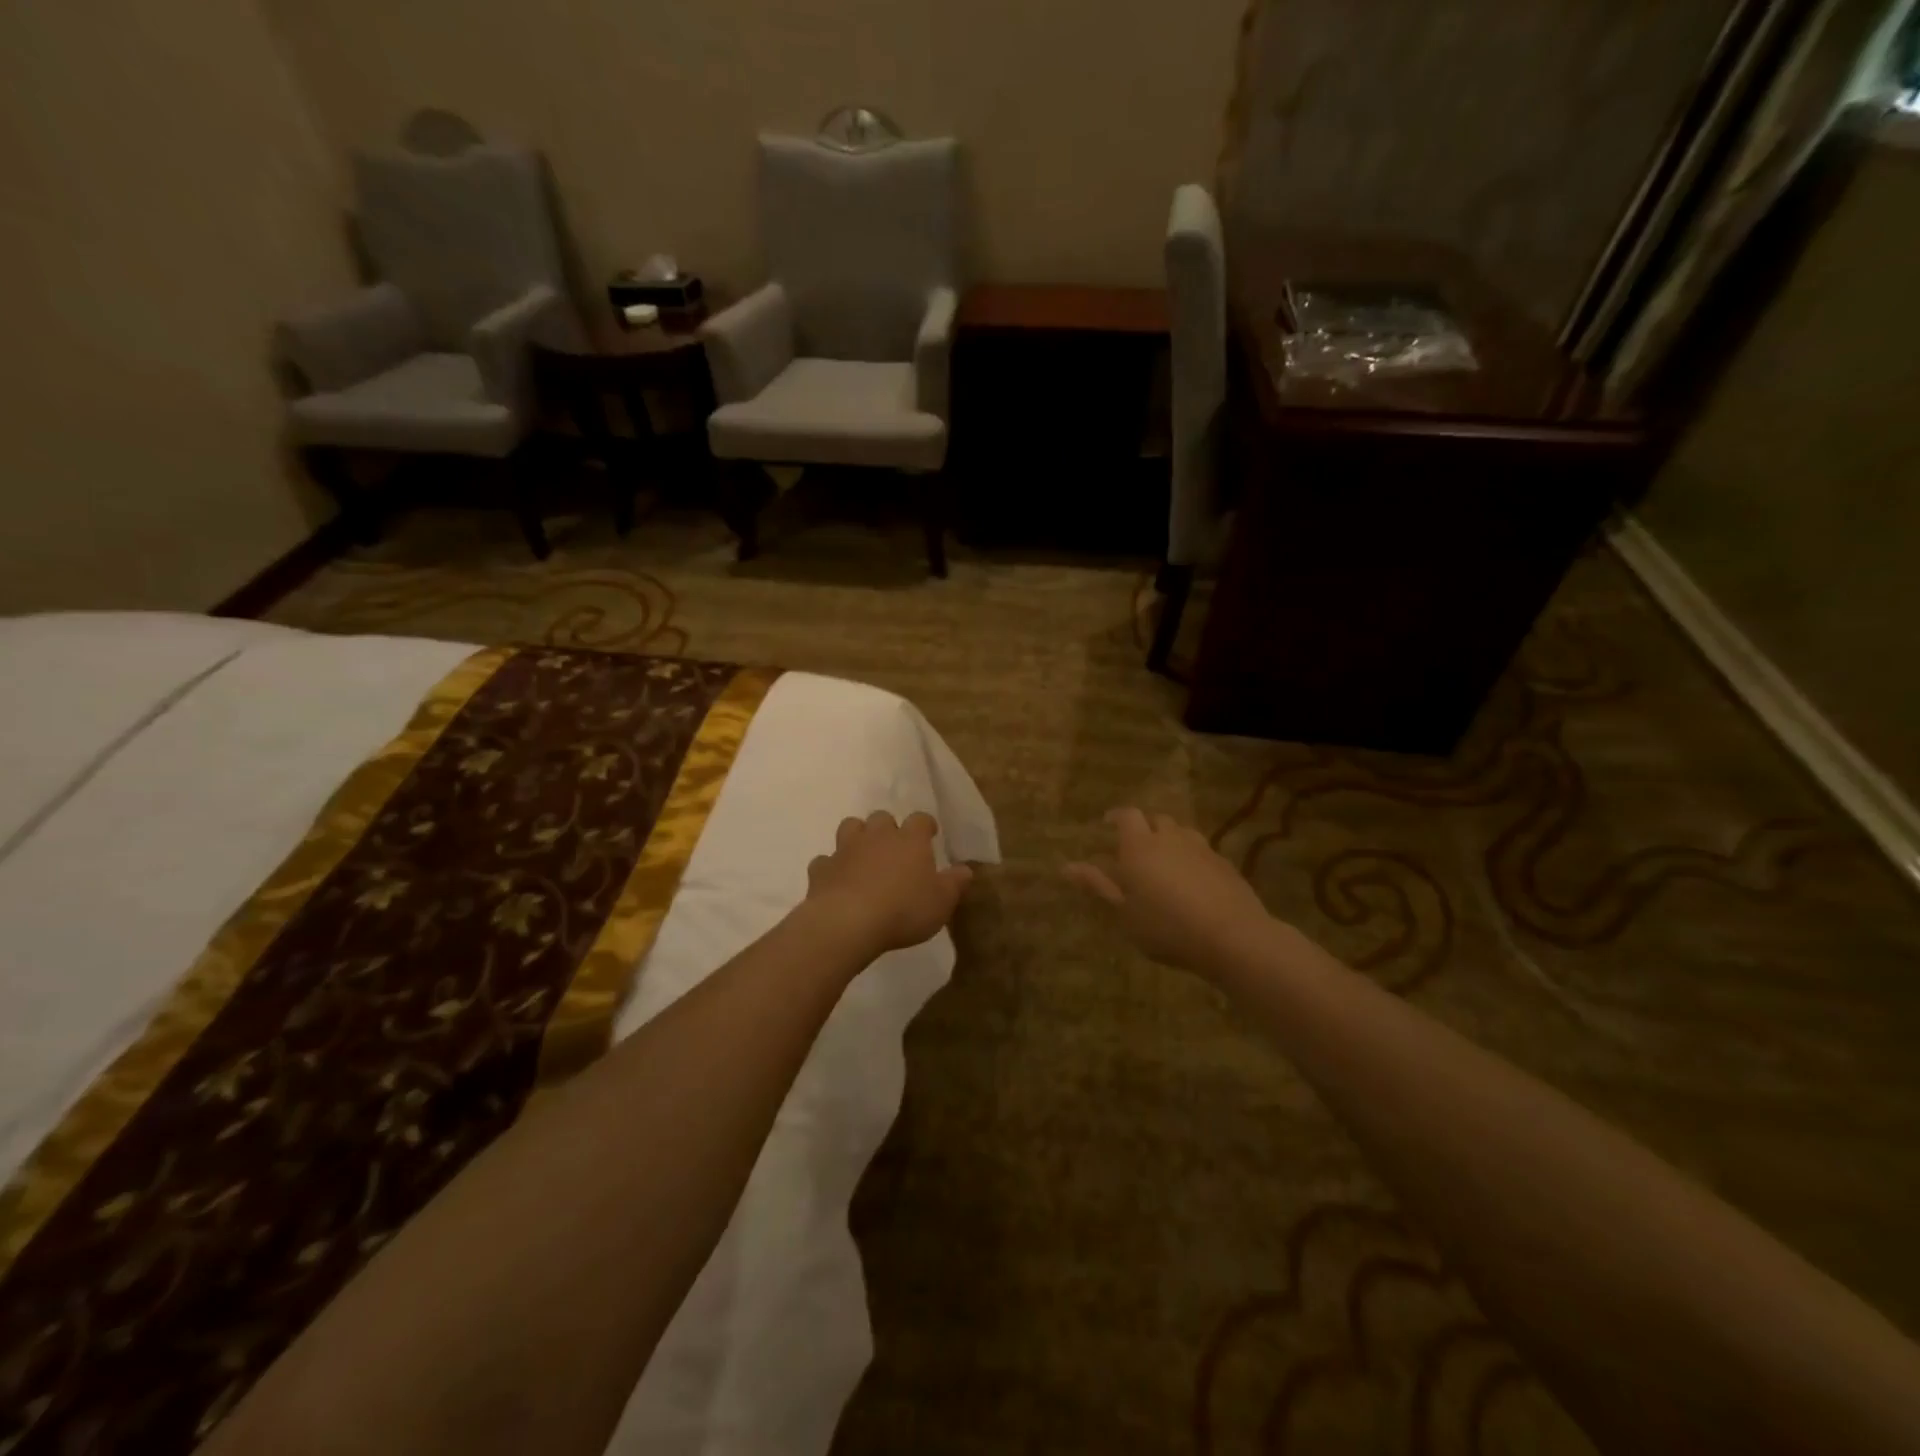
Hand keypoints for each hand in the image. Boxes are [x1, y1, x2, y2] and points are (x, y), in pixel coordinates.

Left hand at [805, 811, 973, 958]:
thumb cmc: (904, 910)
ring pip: (850, 827)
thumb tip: (966, 869)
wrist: (848, 922)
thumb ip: (955, 883)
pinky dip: (831, 867)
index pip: (921, 820)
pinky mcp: (822, 869)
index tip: (930, 834)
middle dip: (887, 828)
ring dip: (857, 837)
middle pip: (882, 817)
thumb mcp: (941, 902)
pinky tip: (837, 881)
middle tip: (894, 847)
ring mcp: (846, 849)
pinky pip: (825, 861)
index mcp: (910, 840)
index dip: (926, 825)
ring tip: (863, 856)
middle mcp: (877, 836)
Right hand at [1065, 808, 1273, 975]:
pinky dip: (1191, 857)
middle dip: (1144, 827)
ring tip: (1163, 861)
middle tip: (1134, 847)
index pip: (1127, 815)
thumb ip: (1098, 885)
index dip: (1116, 816)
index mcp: (1140, 846)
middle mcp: (1170, 838)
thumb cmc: (1166, 927)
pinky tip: (1191, 880)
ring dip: (1169, 839)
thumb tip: (1066, 866)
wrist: (1232, 936)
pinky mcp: (1225, 864)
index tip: (1107, 823)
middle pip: (1156, 819)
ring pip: (1181, 832)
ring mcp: (1201, 848)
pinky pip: (1202, 850)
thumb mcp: (1124, 912)